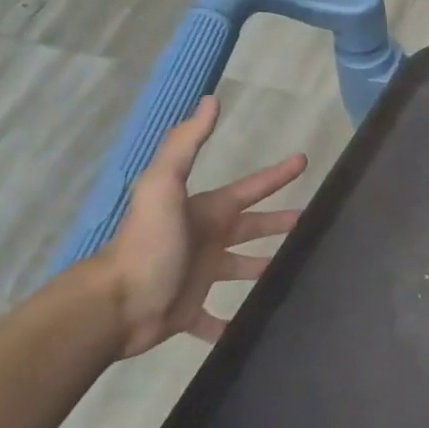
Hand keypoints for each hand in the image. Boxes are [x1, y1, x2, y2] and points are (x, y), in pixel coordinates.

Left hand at [98, 95, 306, 358]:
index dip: (276, 176)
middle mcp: (206, 241)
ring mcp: (198, 277)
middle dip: (280, 223)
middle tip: (313, 223)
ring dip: (264, 269)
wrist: (115, 305)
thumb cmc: (149, 244)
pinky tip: (257, 328)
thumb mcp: (163, 186)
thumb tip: (210, 99)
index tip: (303, 161)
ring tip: (296, 272)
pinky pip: (217, 320)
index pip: (249, 189)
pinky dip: (234, 325)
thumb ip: (185, 144)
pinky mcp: (190, 312)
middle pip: (252, 228)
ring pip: (242, 270)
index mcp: (206, 213)